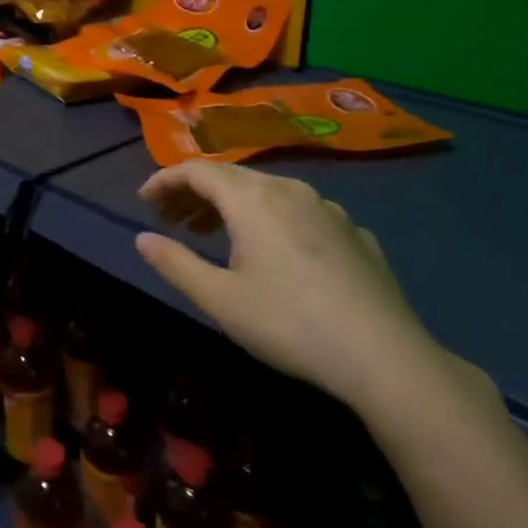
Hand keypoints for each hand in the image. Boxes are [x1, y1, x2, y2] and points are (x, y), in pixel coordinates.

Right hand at [134, 160, 446, 410]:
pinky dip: (270, 218)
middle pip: (231, 177)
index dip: (165, 180)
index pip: (197, 171)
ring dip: (231, 205)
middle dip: (194, 192)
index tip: (143, 201)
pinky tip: (273, 251)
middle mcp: (289, 190)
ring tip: (212, 232)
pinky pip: (299, 211)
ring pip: (267, 191)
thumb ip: (175, 263)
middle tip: (170, 219)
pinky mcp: (354, 232)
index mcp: (252, 200)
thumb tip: (142, 239)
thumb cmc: (289, 324)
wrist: (385, 356)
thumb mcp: (219, 299)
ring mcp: (328, 209)